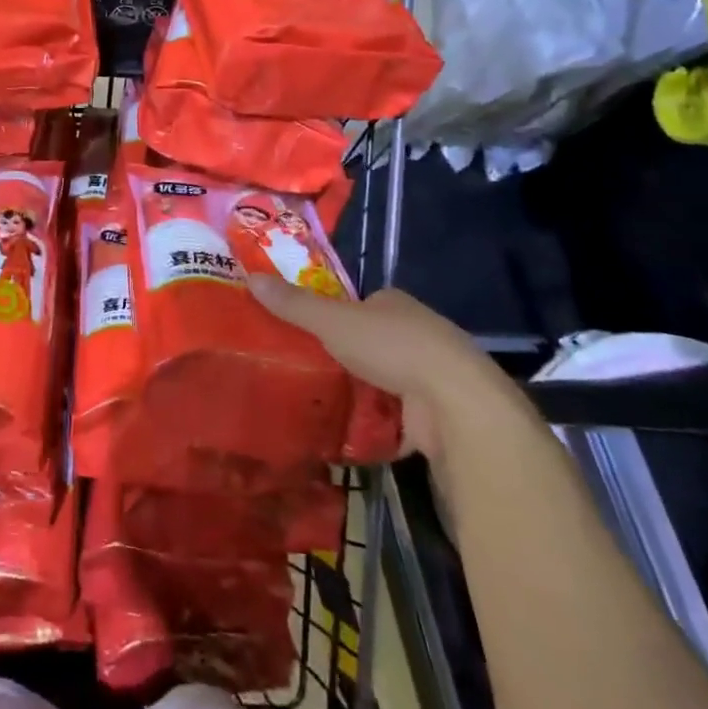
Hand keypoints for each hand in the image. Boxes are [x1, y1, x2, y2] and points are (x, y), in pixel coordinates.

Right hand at [248, 275, 513, 462]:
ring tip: (316, 400)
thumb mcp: (333, 321)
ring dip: (360, 390)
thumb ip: (294, 304)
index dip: (335, 314)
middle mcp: (418, 334)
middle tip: (304, 367)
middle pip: (371, 341)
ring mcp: (430, 377)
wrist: (456, 405)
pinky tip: (346, 431)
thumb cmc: (394, 348)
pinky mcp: (436, 415)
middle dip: (345, 355)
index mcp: (396, 304)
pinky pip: (395, 416)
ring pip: (384, 379)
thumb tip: (250, 277)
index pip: (360, 303)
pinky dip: (375, 422)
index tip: (307, 330)